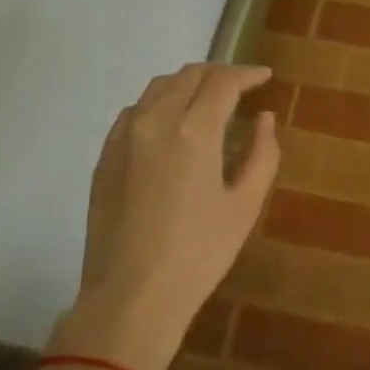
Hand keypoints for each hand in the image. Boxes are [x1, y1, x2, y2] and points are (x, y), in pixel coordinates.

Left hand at [51, 63, 280, 369]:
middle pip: (188, 76)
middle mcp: (153, 121)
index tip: (265, 77)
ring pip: (157, 88)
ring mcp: (122, 137)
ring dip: (188, 84)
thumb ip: (261, 154)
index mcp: (193, 132)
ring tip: (208, 101)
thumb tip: (263, 118)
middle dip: (219, 74)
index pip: (222, 82)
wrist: (131, 295)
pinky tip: (172, 124)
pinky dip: (160, 103)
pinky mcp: (104, 156)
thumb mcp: (244, 206)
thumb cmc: (199, 254)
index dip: (247, 74)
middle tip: (241, 87)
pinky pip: (135, 111)